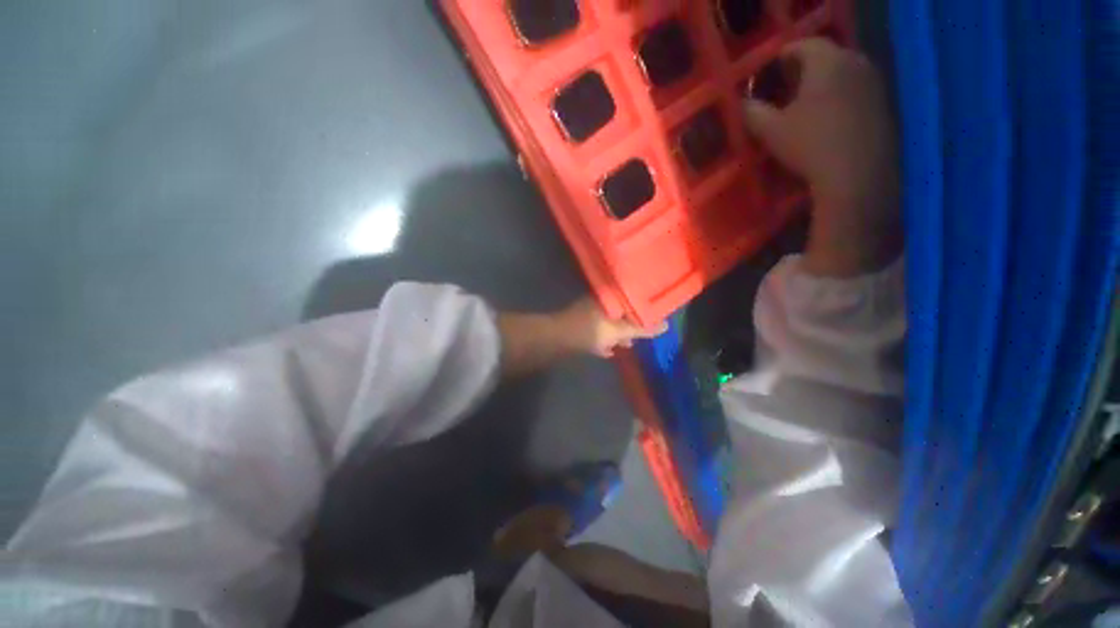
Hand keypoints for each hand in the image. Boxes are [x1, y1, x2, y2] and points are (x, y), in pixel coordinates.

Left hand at [554, 298, 666, 357]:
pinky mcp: (581, 326)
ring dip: (618, 334)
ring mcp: (589, 314)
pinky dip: (605, 340)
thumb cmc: (592, 330)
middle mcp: (600, 303)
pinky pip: (598, 332)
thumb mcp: (620, 331)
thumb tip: (667, 325)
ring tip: (628, 344)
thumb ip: (642, 329)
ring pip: (609, 323)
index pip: (633, 299)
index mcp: (610, 299)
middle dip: (631, 325)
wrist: (559, 339)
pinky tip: (609, 351)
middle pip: (621, 313)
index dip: (645, 309)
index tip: (655, 318)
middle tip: (641, 335)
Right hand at [744, 38, 900, 276]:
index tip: (765, 74)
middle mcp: (855, 61)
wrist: (855, 175)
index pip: (800, 45)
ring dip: (821, 84)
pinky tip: (826, 119)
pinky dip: (838, 96)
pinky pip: (855, 89)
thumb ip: (751, 112)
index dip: (779, 58)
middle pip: (823, 56)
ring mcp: (873, 82)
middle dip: (801, 70)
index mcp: (827, 61)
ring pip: (841, 72)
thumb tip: (741, 104)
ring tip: (803, 106)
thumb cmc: (809, 146)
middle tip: (782, 90)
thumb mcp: (770, 131)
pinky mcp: (882, 102)